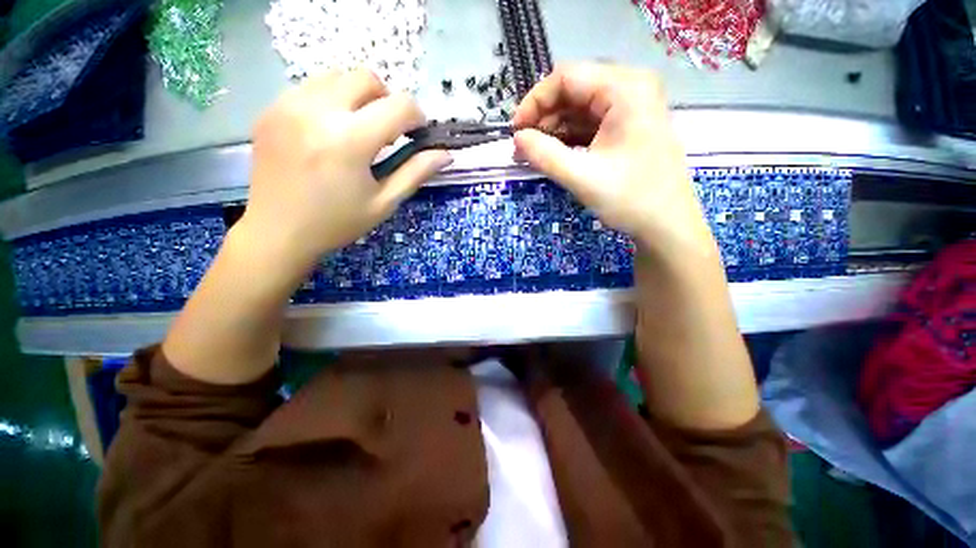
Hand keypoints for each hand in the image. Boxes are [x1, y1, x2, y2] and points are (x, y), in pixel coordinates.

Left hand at [238, 69, 452, 273]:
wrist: (277, 232)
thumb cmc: (337, 222)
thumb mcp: (384, 203)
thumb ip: (416, 173)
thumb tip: (446, 154)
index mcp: (349, 140)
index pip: (399, 105)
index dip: (417, 117)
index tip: (415, 135)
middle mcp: (317, 111)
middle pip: (367, 78)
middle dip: (387, 101)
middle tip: (386, 133)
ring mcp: (288, 105)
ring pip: (338, 76)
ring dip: (359, 98)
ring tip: (357, 131)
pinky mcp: (271, 108)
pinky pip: (312, 88)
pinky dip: (332, 102)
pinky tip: (329, 132)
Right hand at [513, 64, 712, 256]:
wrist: (667, 224)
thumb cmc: (630, 199)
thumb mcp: (582, 177)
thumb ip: (545, 155)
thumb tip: (517, 139)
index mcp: (625, 89)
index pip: (567, 77)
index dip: (534, 102)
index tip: (516, 132)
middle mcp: (631, 88)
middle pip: (573, 90)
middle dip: (543, 118)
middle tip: (523, 147)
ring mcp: (632, 106)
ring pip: (580, 107)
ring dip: (554, 129)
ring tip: (534, 154)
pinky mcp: (629, 125)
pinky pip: (591, 122)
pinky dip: (569, 137)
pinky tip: (555, 154)